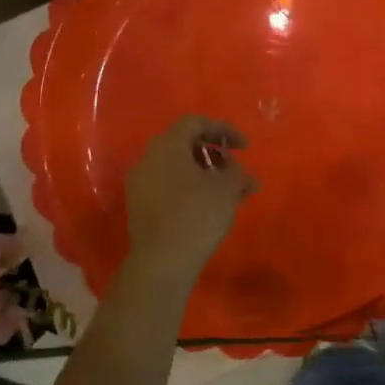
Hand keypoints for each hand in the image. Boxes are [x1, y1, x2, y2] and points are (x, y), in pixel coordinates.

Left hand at [122, 115, 256, 279]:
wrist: (161, 262)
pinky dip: (189, 187)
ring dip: (204, 172)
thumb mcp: (227, 190)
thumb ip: (238, 174)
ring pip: (176, 166)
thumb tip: (242, 174)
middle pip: (184, 144)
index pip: (196, 123)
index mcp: (167, 145)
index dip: (224, 130)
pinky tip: (208, 206)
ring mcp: (139, 182)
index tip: (245, 148)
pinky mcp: (139, 205)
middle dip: (215, 154)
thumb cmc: (196, 215)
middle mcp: (148, 158)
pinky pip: (167, 185)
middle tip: (235, 171)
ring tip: (227, 192)